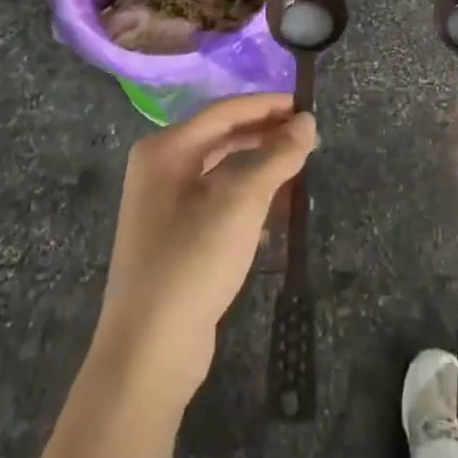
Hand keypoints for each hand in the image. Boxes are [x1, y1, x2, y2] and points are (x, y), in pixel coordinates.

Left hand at [92, 93, 316, 405]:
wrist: (149, 352)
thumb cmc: (193, 261)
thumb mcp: (242, 202)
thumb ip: (277, 156)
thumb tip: (307, 121)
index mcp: (165, 149)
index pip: (224, 111)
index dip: (267, 105)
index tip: (307, 106)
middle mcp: (159, 169)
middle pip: (221, 137)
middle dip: (265, 135)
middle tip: (308, 137)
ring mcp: (163, 206)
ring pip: (221, 171)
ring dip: (260, 167)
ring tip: (300, 168)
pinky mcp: (175, 238)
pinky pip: (217, 201)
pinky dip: (247, 197)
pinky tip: (276, 210)